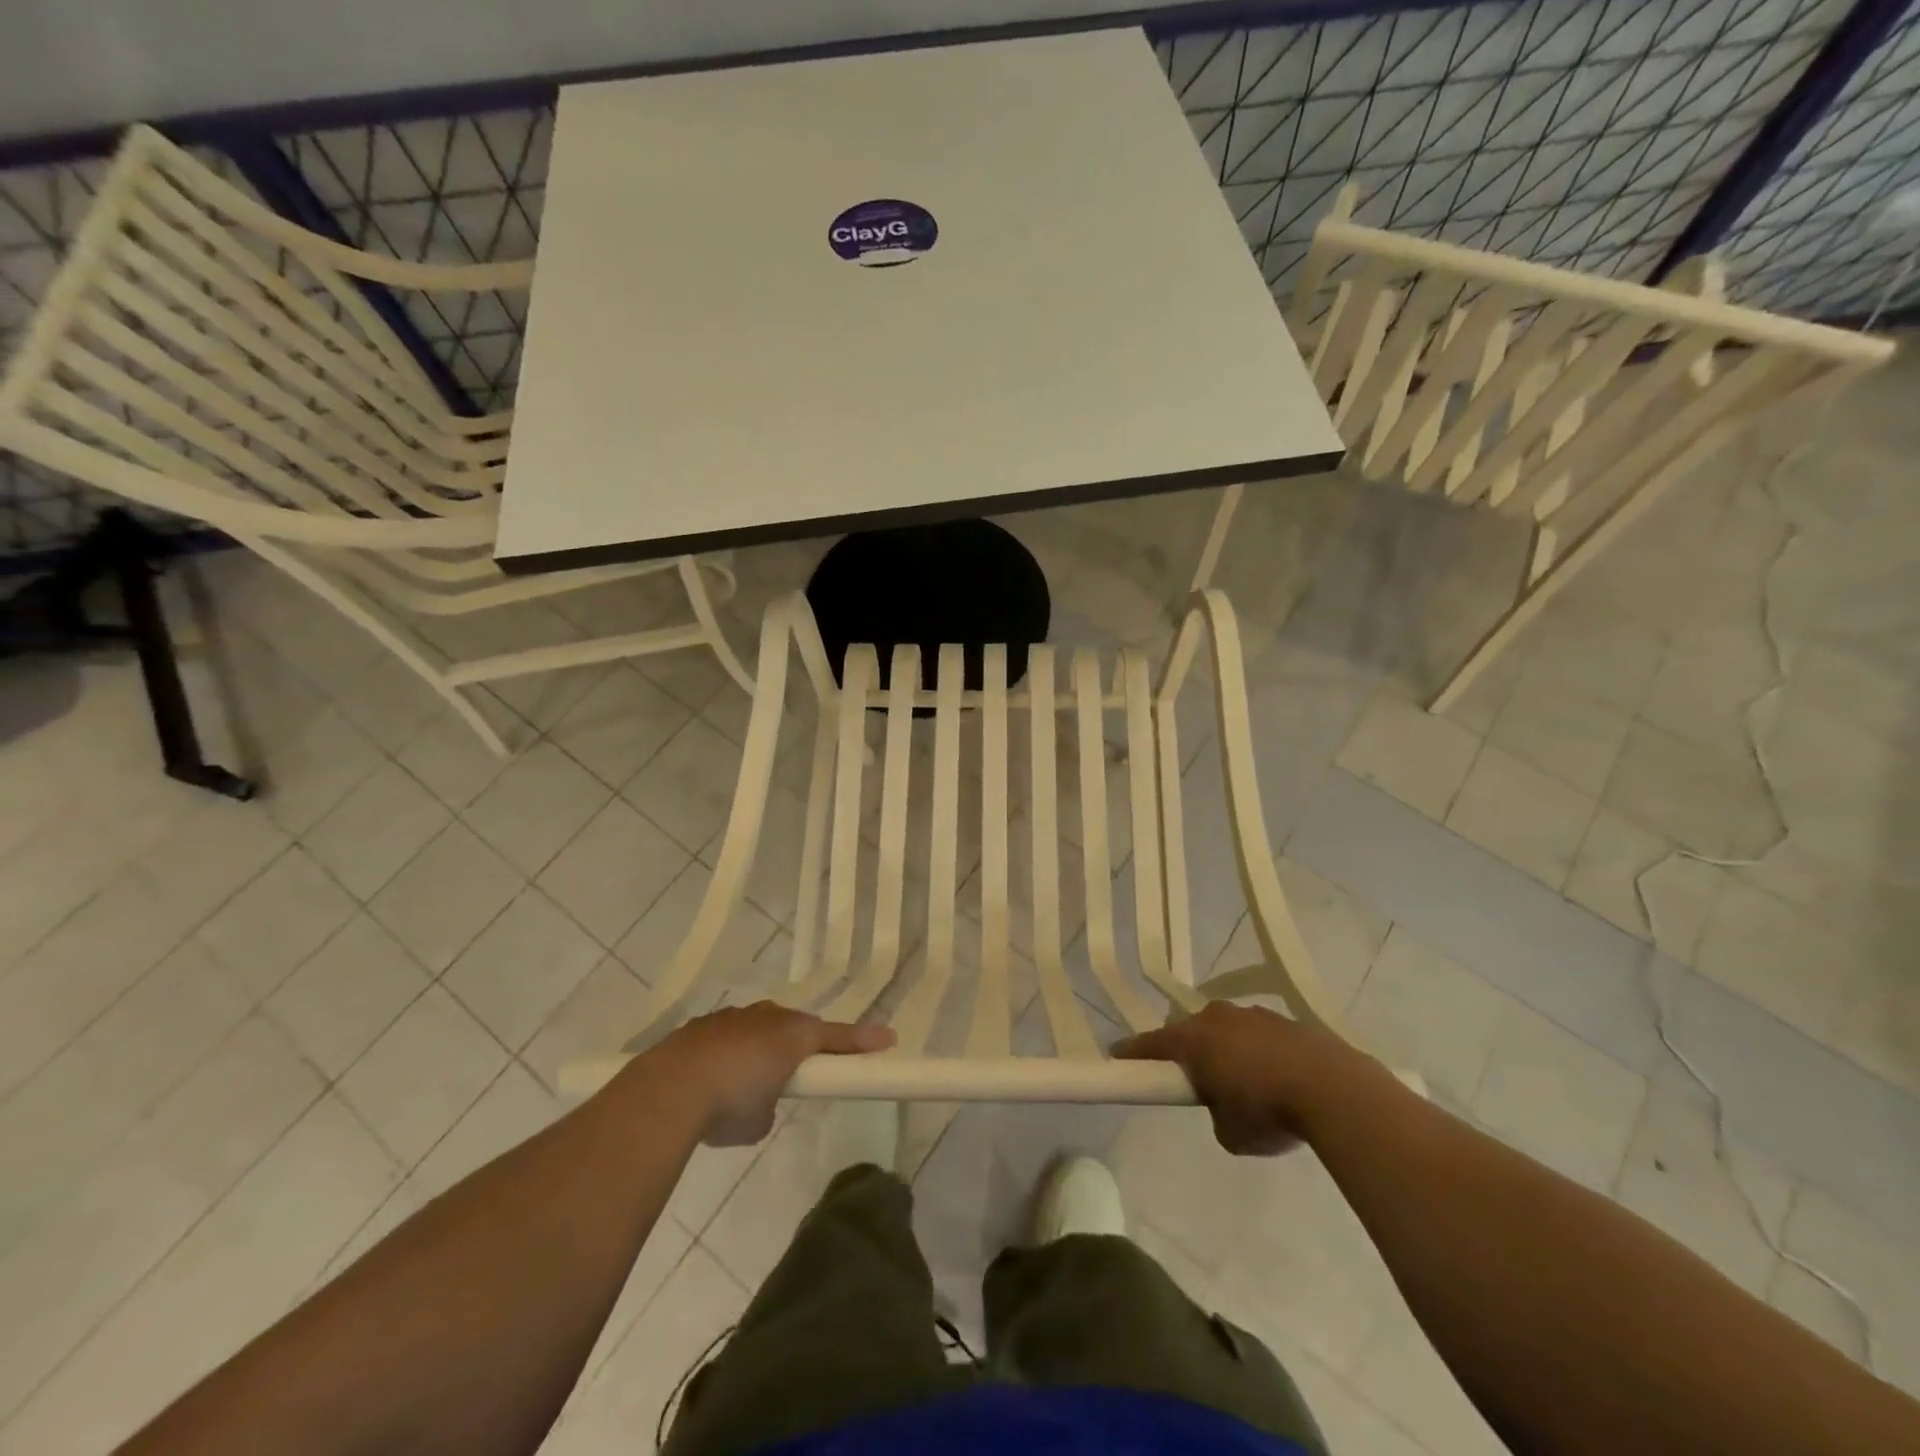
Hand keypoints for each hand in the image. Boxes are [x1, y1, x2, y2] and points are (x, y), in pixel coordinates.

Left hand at [657, 1002, 894, 1145]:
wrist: (669, 1089)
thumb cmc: (730, 1102)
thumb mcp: (762, 1119)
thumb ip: (771, 1104)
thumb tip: (761, 1102)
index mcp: (792, 1035)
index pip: (836, 1037)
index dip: (862, 1040)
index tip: (889, 1040)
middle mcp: (766, 1017)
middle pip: (795, 1027)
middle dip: (800, 1045)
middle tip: (799, 1071)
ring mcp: (732, 1018)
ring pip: (758, 1027)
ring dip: (759, 1049)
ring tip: (744, 1083)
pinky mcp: (700, 1026)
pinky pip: (726, 1036)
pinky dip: (727, 1054)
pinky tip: (710, 1081)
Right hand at [1113, 1002, 1364, 1155]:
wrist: (1334, 1089)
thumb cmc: (1267, 1111)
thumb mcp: (1229, 1132)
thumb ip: (1215, 1113)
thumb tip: (1225, 1103)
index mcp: (1193, 1040)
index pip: (1150, 1043)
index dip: (1133, 1053)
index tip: (1118, 1056)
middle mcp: (1217, 1018)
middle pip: (1190, 1030)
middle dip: (1188, 1050)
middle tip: (1194, 1078)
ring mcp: (1254, 1015)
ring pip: (1227, 1028)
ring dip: (1227, 1049)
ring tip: (1244, 1082)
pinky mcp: (1287, 1021)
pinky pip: (1260, 1035)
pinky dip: (1259, 1052)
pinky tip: (1278, 1078)